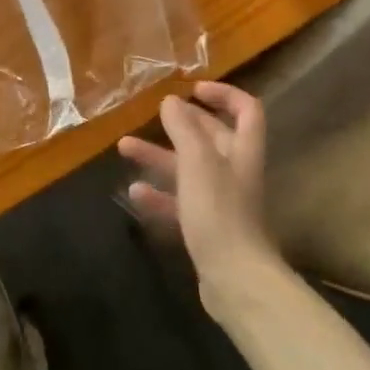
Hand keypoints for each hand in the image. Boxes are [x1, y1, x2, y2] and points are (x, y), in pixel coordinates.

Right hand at [119, 83, 281, 310]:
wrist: (235, 279)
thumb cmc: (219, 212)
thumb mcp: (197, 162)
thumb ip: (183, 129)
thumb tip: (171, 101)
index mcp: (241, 150)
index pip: (246, 109)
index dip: (224, 94)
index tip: (193, 89)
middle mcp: (234, 171)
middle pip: (210, 137)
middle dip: (179, 124)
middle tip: (150, 115)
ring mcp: (221, 201)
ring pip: (188, 169)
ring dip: (159, 157)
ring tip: (124, 148)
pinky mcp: (207, 228)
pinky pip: (180, 203)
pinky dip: (158, 195)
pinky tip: (134, 193)